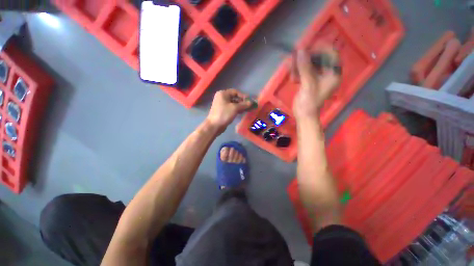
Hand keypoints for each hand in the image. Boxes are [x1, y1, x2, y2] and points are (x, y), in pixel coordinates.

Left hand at [206, 89, 250, 131]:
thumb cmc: (224, 114)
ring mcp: (221, 104)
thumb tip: (251, 102)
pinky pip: (231, 108)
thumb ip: (244, 104)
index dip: (243, 96)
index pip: (235, 92)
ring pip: (233, 103)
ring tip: (247, 110)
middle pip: (234, 97)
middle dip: (242, 101)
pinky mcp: (222, 111)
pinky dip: (236, 109)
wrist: (214, 125)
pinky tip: (242, 112)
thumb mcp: (235, 108)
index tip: (249, 101)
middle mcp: (221, 97)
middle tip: (249, 106)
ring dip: (240, 106)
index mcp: (223, 94)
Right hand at [292, 48, 340, 119]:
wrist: (303, 114)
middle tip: (296, 58)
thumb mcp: (308, 84)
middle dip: (307, 58)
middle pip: (319, 58)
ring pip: (309, 65)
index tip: (309, 47)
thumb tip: (301, 51)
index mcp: (333, 74)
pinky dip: (297, 72)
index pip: (332, 54)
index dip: (321, 48)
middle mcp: (327, 73)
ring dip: (300, 66)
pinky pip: (304, 71)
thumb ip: (305, 68)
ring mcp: (317, 77)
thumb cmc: (309, 101)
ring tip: (292, 71)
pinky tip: (292, 77)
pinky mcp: (309, 81)